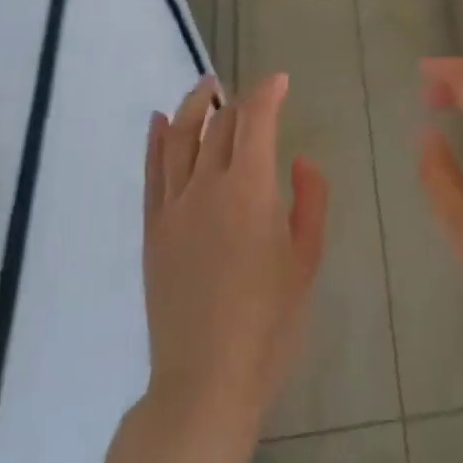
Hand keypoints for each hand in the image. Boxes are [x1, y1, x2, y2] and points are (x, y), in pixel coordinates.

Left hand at [142, 73, 327, 444]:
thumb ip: (310, 201)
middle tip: (253, 95)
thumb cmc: (270, 323)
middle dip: (238, 101)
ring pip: (180, 138)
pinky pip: (152, 172)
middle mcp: (207, 185)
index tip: (280, 81)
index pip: (255, 120)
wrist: (206, 381)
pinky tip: (159, 121)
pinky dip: (156, 141)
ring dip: (194, 106)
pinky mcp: (153, 229)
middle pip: (219, 125)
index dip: (268, 93)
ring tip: (206, 86)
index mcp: (250, 188)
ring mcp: (174, 206)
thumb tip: (298, 161)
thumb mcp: (306, 260)